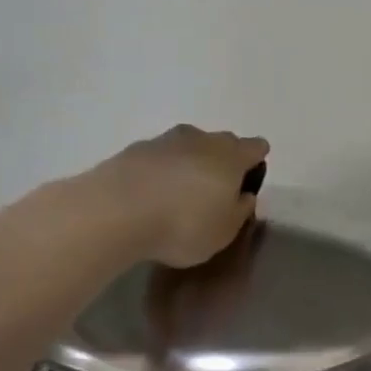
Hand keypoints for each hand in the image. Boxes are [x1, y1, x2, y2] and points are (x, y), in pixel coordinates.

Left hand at [85, 124, 269, 267]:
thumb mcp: (225, 232)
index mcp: (231, 156)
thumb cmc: (183, 225)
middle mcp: (201, 139)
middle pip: (222, 142)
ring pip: (188, 147)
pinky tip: (153, 195)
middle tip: (216, 192)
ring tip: (181, 194)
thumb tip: (244, 195)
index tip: (249, 183)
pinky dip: (161, 171)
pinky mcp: (132, 150)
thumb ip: (240, 210)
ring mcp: (164, 140)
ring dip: (190, 164)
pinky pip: (159, 158)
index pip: (256, 147)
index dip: (256, 162)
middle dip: (223, 161)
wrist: (115, 212)